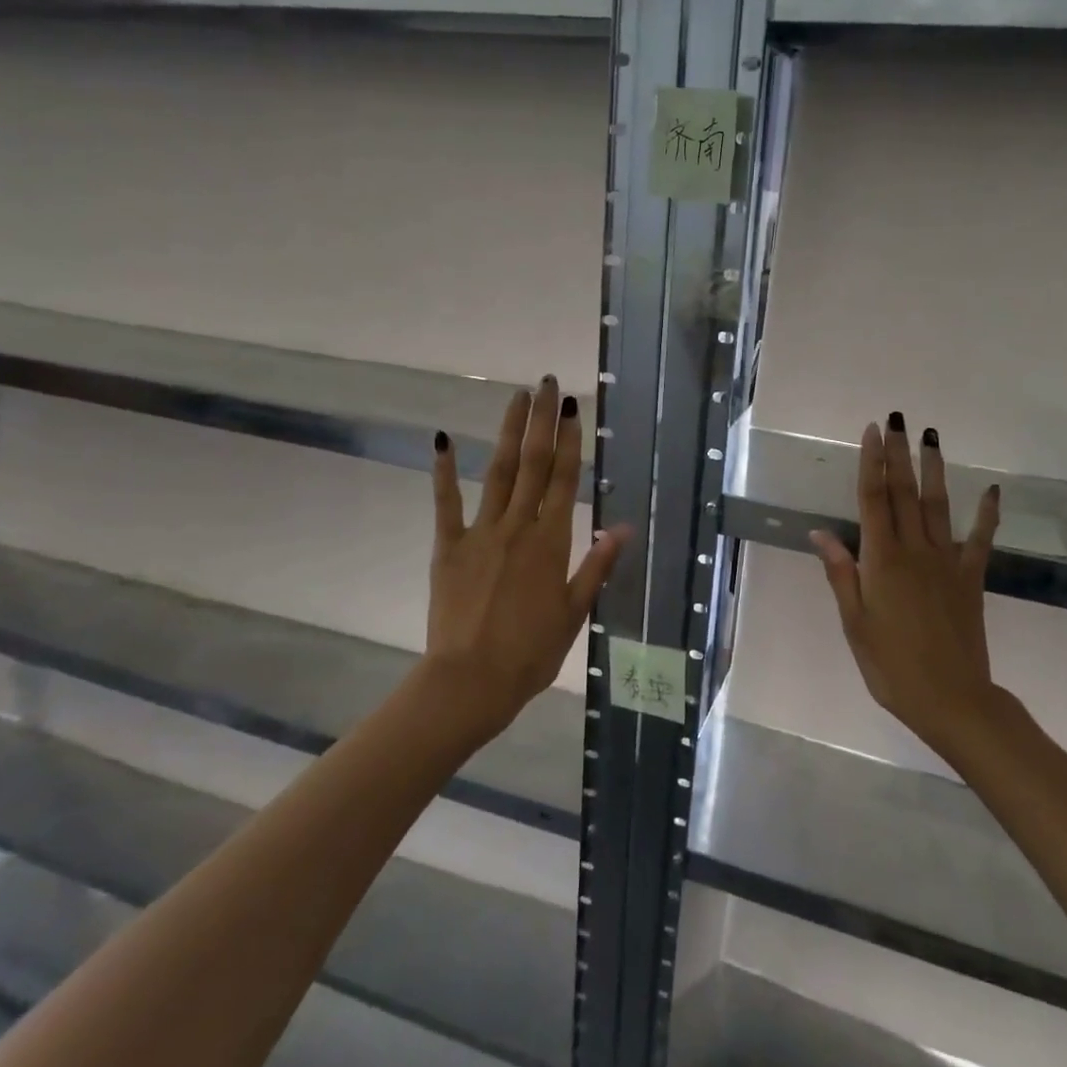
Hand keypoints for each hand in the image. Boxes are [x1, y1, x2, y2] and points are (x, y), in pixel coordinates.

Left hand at [427, 376, 625, 736]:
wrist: (470, 681)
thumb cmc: (530, 653)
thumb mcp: (574, 612)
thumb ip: (597, 565)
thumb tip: (624, 527)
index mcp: (551, 543)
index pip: (564, 480)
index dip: (570, 441)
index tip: (571, 409)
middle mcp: (518, 527)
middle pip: (533, 465)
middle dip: (540, 422)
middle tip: (545, 384)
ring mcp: (480, 533)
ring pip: (497, 472)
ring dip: (507, 433)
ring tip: (515, 398)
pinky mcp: (448, 547)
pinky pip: (446, 503)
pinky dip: (443, 471)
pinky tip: (441, 440)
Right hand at [809, 416, 1002, 757]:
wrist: (951, 698)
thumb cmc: (891, 665)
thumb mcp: (854, 622)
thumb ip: (841, 573)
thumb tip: (819, 532)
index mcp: (882, 560)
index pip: (873, 499)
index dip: (872, 462)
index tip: (873, 432)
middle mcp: (915, 550)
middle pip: (904, 493)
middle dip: (899, 454)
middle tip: (898, 419)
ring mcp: (947, 562)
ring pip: (938, 506)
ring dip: (934, 470)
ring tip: (932, 437)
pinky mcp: (971, 578)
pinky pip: (980, 540)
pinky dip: (987, 514)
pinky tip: (991, 490)